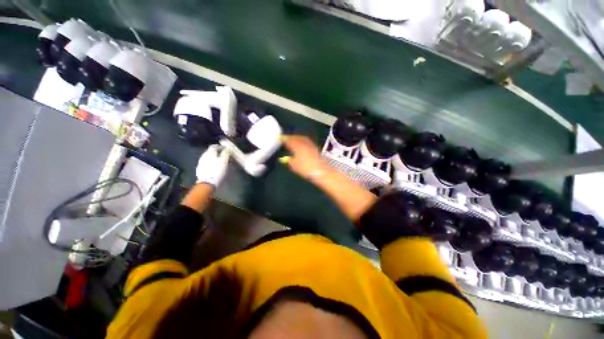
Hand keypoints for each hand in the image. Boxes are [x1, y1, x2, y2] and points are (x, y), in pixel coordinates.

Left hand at [196, 145, 229, 186]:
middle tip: (224, 155)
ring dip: (214, 157)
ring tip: (220, 161)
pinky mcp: (200, 169)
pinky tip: (214, 166)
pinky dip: (211, 162)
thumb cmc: (217, 171)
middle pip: (210, 151)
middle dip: (217, 152)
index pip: (214, 146)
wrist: (206, 183)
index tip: (226, 149)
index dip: (220, 146)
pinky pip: (207, 162)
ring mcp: (201, 162)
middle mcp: (204, 156)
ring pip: (208, 157)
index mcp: (210, 153)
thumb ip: (225, 153)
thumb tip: (227, 148)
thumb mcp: (224, 161)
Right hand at [282, 135, 328, 179]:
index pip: (289, 141)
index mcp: (297, 146)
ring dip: (298, 137)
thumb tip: (288, 159)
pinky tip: (302, 144)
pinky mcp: (316, 148)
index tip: (280, 138)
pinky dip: (303, 141)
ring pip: (303, 138)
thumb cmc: (306, 169)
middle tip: (287, 137)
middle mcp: (304, 144)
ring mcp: (311, 145)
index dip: (284, 139)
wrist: (320, 171)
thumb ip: (290, 161)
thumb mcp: (294, 166)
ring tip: (294, 139)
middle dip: (291, 137)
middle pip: (296, 137)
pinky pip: (307, 141)